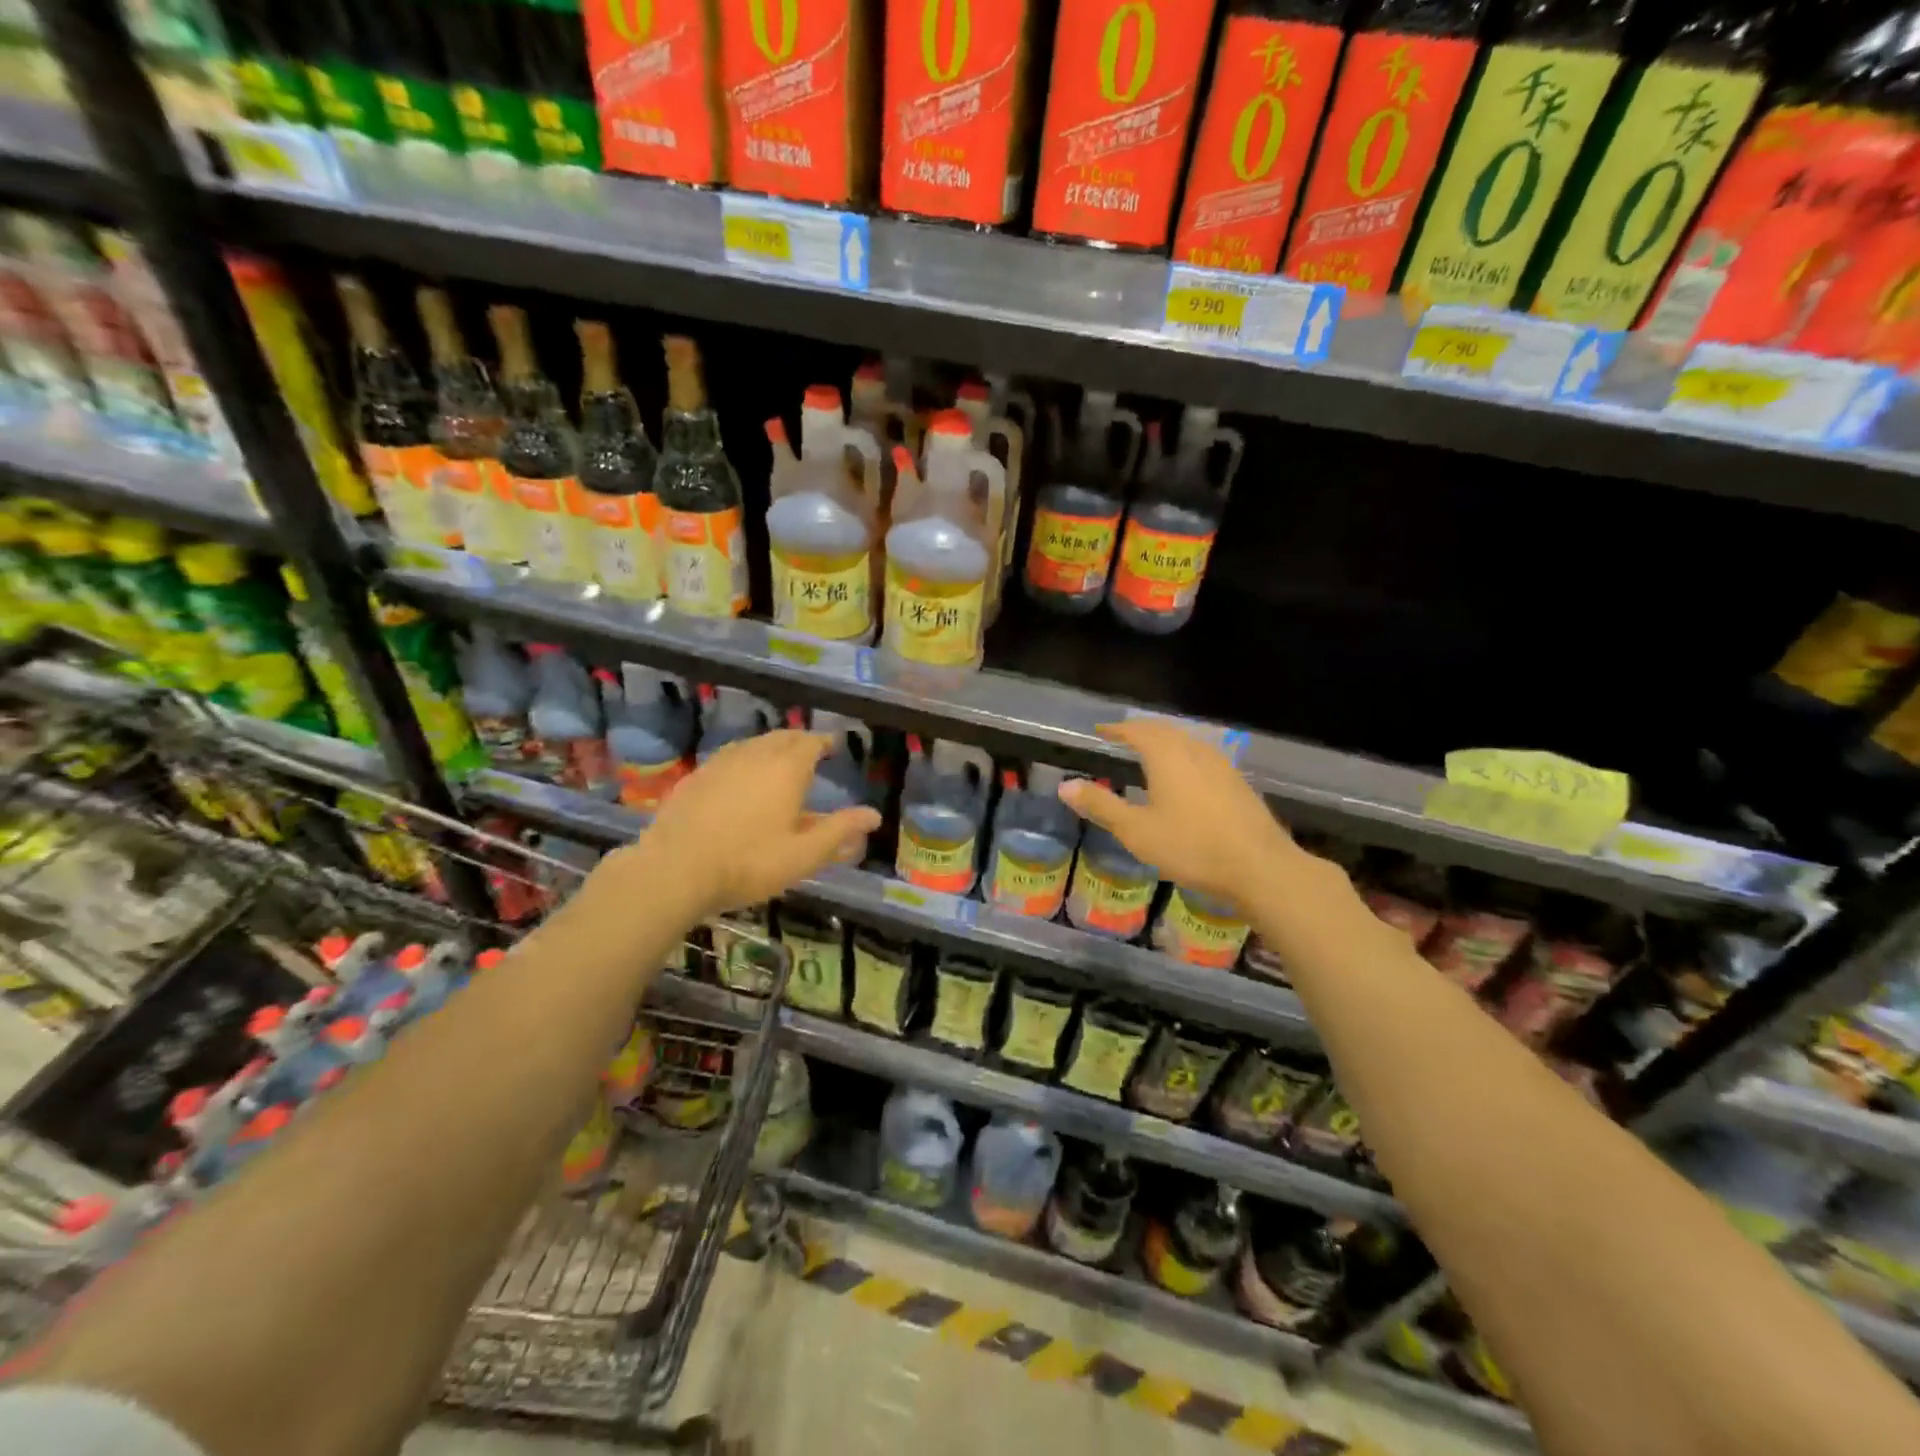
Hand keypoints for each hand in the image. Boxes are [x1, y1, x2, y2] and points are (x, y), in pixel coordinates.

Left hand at [608, 731, 879, 921]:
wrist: (675, 869)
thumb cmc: (749, 862)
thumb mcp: (804, 855)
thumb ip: (840, 831)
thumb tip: (873, 815)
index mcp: (786, 769)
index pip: (810, 742)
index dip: (823, 741)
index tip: (832, 745)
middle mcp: (755, 756)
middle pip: (781, 738)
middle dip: (798, 740)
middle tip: (809, 749)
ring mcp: (720, 763)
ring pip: (752, 744)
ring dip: (770, 747)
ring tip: (777, 760)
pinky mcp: (695, 777)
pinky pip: (728, 758)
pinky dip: (743, 760)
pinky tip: (739, 778)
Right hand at [1058, 721, 1298, 912]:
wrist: (1259, 866)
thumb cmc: (1191, 846)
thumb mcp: (1136, 830)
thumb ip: (1101, 806)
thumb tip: (1065, 786)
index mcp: (1167, 755)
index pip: (1137, 731)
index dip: (1117, 729)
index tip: (1101, 730)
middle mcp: (1195, 751)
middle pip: (1164, 730)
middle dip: (1141, 730)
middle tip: (1123, 737)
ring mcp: (1221, 765)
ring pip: (1187, 741)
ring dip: (1165, 741)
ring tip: (1150, 752)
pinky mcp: (1237, 782)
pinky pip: (1202, 756)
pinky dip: (1184, 756)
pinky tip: (1185, 777)